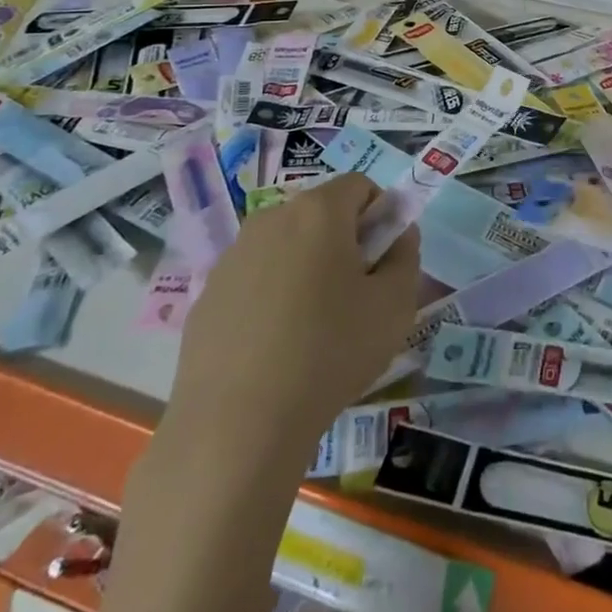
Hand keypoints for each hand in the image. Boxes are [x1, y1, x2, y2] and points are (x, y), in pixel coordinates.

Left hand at [169, 172, 419, 454]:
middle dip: (344, 239)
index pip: (360, 185)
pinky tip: (276, 346)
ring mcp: (232, 257)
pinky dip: (272, 296)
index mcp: (318, 212)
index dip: (381, 213)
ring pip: (285, 246)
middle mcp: (270, 220)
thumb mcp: (395, 305)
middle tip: (357, 292)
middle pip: (320, 213)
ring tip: (315, 325)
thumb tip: (399, 235)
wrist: (237, 426)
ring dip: (307, 267)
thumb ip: (405, 257)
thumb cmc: (330, 352)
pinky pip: (254, 279)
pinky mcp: (206, 297)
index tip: (385, 258)